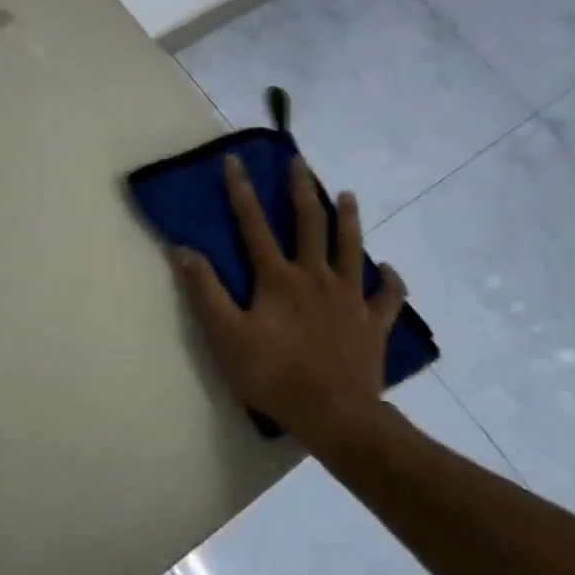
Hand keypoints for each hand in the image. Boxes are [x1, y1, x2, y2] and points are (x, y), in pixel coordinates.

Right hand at [172, 155, 406, 436]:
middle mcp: (316, 277)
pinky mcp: (373, 323)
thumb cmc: (273, 375)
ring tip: (348, 194)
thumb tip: (183, 250)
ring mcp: (350, 298)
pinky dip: (391, 280)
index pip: (254, 225)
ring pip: (352, 248)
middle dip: (302, 190)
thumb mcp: (226, 335)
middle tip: (300, 163)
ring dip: (349, 218)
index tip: (235, 161)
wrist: (334, 414)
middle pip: (311, 224)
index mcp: (278, 278)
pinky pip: (388, 296)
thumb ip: (205, 291)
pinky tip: (391, 269)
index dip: (242, 191)